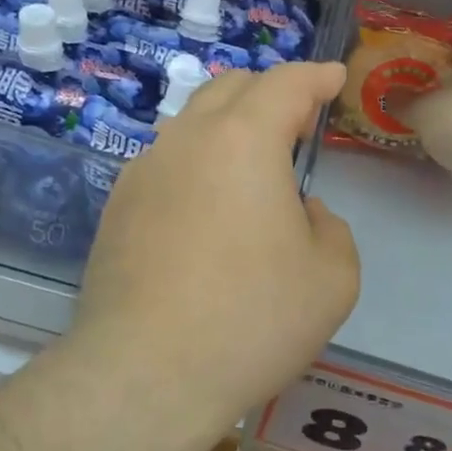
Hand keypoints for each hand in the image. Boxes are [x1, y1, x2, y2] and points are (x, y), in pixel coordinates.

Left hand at [71, 62, 359, 429]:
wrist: (145, 374)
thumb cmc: (251, 320)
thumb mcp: (332, 279)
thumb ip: (331, 229)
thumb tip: (301, 213)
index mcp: (244, 140)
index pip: (286, 83)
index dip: (315, 76)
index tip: (334, 78)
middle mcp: (188, 138)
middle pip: (232, 87)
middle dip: (272, 92)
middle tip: (298, 122)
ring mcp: (144, 169)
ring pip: (192, 120)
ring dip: (229, 124)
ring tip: (253, 163)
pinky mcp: (118, 205)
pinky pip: (166, 160)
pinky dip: (197, 160)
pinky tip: (207, 204)